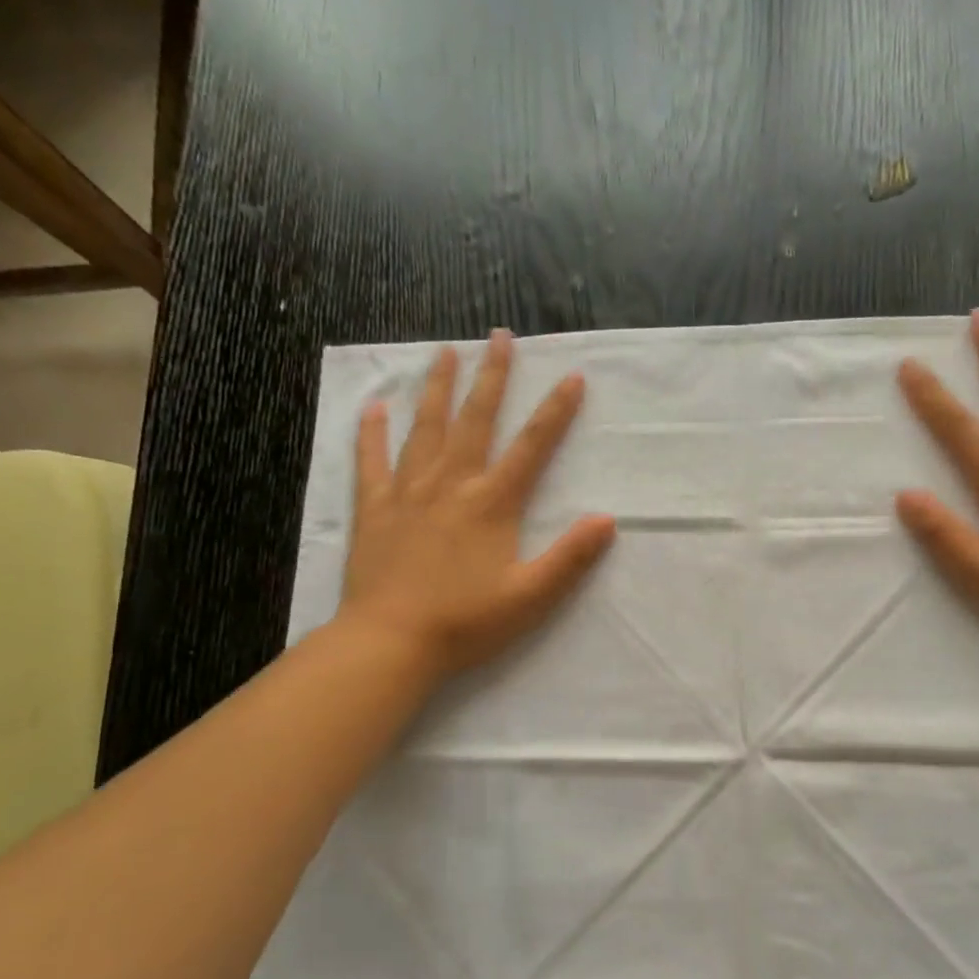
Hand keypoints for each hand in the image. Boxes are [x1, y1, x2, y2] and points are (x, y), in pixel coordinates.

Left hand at [336, 330, 616, 680]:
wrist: (390, 642)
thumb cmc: (466, 622)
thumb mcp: (531, 597)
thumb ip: (570, 557)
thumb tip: (606, 520)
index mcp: (491, 503)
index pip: (532, 447)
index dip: (555, 411)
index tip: (572, 376)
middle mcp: (450, 484)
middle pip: (474, 420)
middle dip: (491, 376)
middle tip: (499, 336)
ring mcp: (407, 493)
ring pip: (425, 428)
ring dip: (438, 388)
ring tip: (444, 351)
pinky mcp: (373, 509)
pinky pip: (371, 461)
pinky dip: (372, 432)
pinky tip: (374, 407)